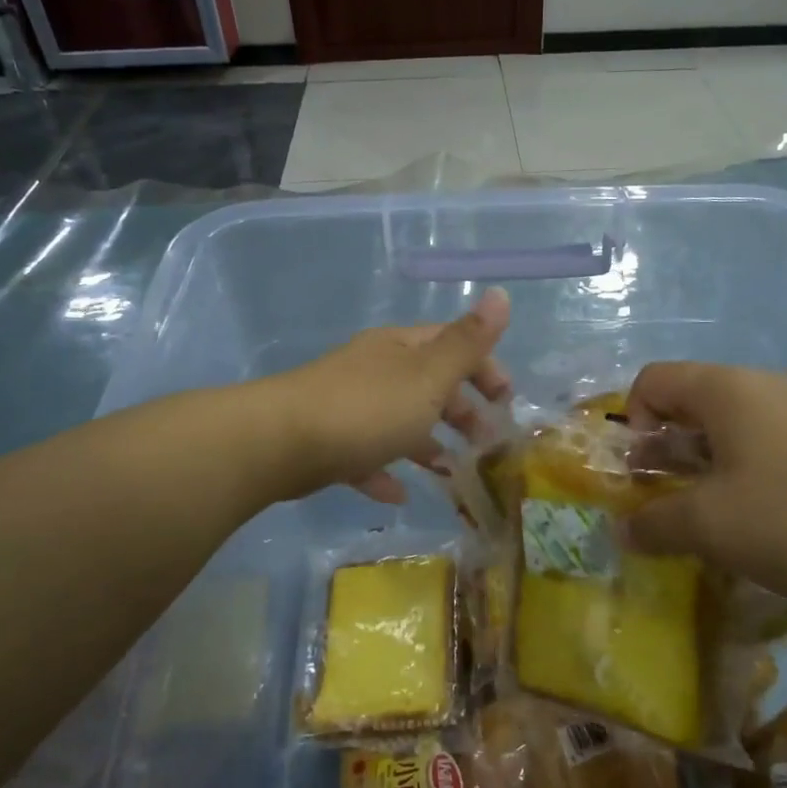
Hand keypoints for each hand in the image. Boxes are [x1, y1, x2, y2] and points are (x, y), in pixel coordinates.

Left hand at [270, 288, 511, 503]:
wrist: (280, 443)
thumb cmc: (367, 408)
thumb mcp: (428, 376)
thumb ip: (467, 342)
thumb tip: (501, 293)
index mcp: (400, 348)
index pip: (452, 345)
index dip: (485, 367)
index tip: (507, 401)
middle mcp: (375, 370)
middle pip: (427, 383)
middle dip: (460, 408)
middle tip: (485, 440)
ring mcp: (348, 406)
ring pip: (398, 420)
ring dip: (427, 441)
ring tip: (451, 469)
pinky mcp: (327, 443)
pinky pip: (366, 455)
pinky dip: (385, 471)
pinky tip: (399, 494)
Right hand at [622, 363, 786, 611]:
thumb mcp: (711, 527)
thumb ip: (655, 524)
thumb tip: (622, 530)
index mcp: (728, 389)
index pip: (654, 380)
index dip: (633, 421)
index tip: (643, 472)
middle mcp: (770, 384)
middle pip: (697, 401)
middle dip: (672, 448)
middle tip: (674, 499)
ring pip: (742, 423)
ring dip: (715, 462)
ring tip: (726, 514)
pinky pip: (782, 440)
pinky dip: (760, 468)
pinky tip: (780, 516)